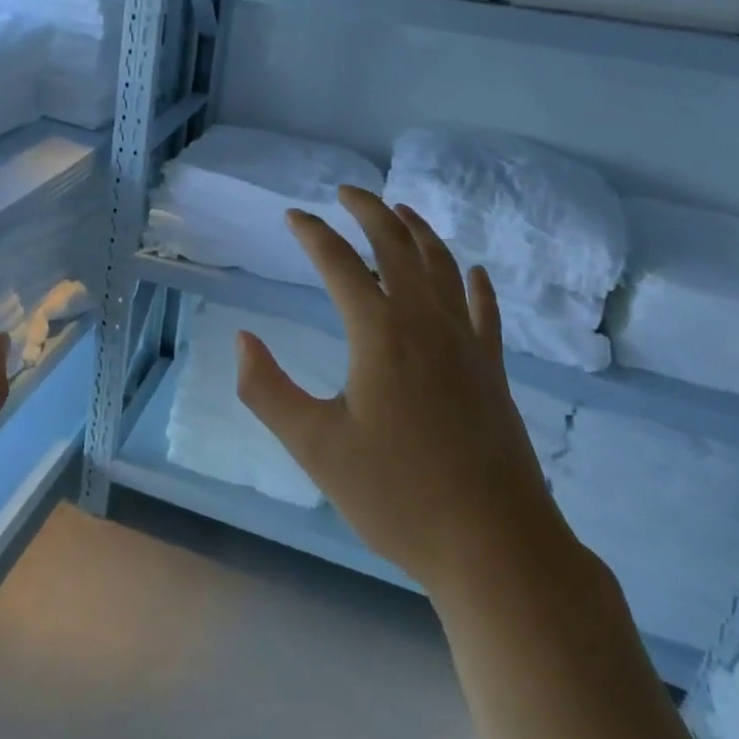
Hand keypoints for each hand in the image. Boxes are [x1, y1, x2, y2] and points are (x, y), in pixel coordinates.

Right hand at [236, 186, 568, 597]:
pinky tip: (472, 271)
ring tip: (400, 211)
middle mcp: (426, 323)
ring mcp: (467, 344)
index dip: (313, 234)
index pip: (339, 263)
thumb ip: (268, 390)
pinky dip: (474, 282)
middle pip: (398, 247)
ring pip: (443, 267)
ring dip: (419, 232)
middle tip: (347, 191)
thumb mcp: (315, 447)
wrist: (496, 547)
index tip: (293, 215)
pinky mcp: (492, 370)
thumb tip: (241, 340)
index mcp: (380, 333)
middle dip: (369, 211)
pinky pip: (484, 310)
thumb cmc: (398, 496)